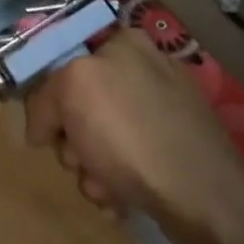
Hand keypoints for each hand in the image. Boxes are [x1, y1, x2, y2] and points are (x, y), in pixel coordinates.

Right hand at [24, 28, 243, 243]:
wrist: (200, 196)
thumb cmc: (129, 133)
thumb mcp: (71, 91)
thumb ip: (44, 98)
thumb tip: (43, 130)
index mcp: (124, 43)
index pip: (65, 63)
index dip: (52, 102)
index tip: (49, 134)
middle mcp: (146, 70)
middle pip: (79, 106)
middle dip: (73, 144)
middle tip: (80, 162)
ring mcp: (163, 110)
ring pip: (99, 139)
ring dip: (91, 171)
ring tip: (106, 189)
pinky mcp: (175, 148)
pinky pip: (127, 161)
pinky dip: (116, 183)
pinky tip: (122, 200)